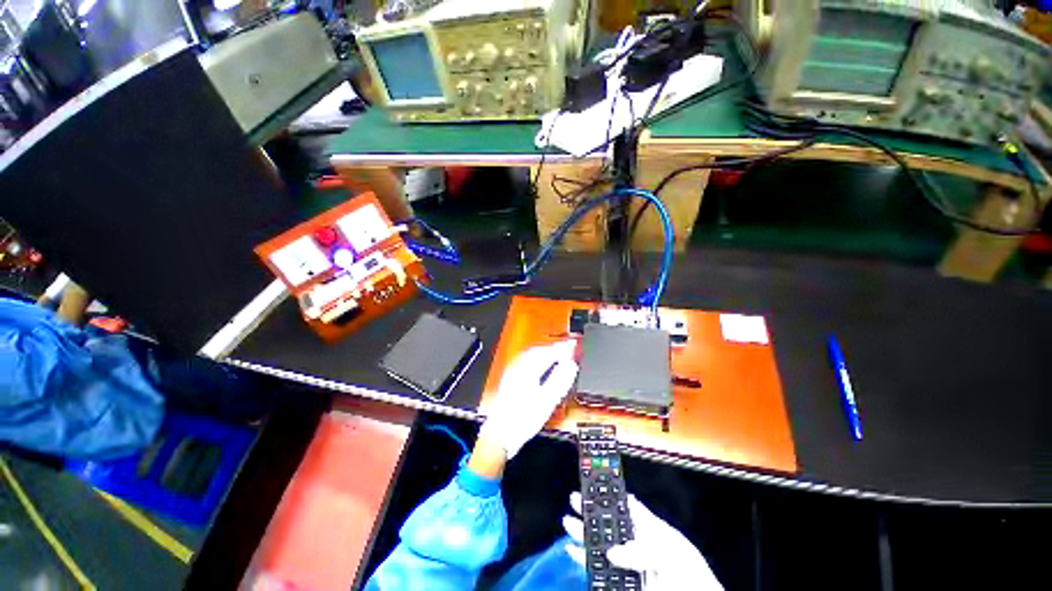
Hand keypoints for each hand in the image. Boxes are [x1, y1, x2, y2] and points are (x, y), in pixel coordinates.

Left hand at [477, 341, 577, 460]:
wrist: (501, 434)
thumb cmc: (522, 419)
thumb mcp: (547, 400)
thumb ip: (560, 381)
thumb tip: (570, 366)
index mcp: (526, 370)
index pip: (546, 353)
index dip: (561, 349)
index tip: (572, 347)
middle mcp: (517, 368)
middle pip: (537, 351)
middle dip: (552, 349)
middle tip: (566, 349)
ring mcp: (512, 373)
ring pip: (530, 356)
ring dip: (544, 353)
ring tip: (556, 355)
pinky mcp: (510, 380)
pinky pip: (525, 362)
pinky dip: (536, 360)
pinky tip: (540, 366)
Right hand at [562, 492, 722, 590]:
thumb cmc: (691, 575)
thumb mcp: (671, 553)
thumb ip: (642, 549)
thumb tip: (613, 551)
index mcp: (650, 529)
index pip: (626, 505)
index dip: (609, 493)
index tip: (592, 482)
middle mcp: (636, 544)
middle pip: (608, 523)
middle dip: (590, 511)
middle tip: (573, 499)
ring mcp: (628, 565)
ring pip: (600, 546)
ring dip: (583, 535)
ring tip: (567, 522)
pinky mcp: (621, 584)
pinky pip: (598, 572)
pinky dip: (583, 561)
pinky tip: (573, 552)